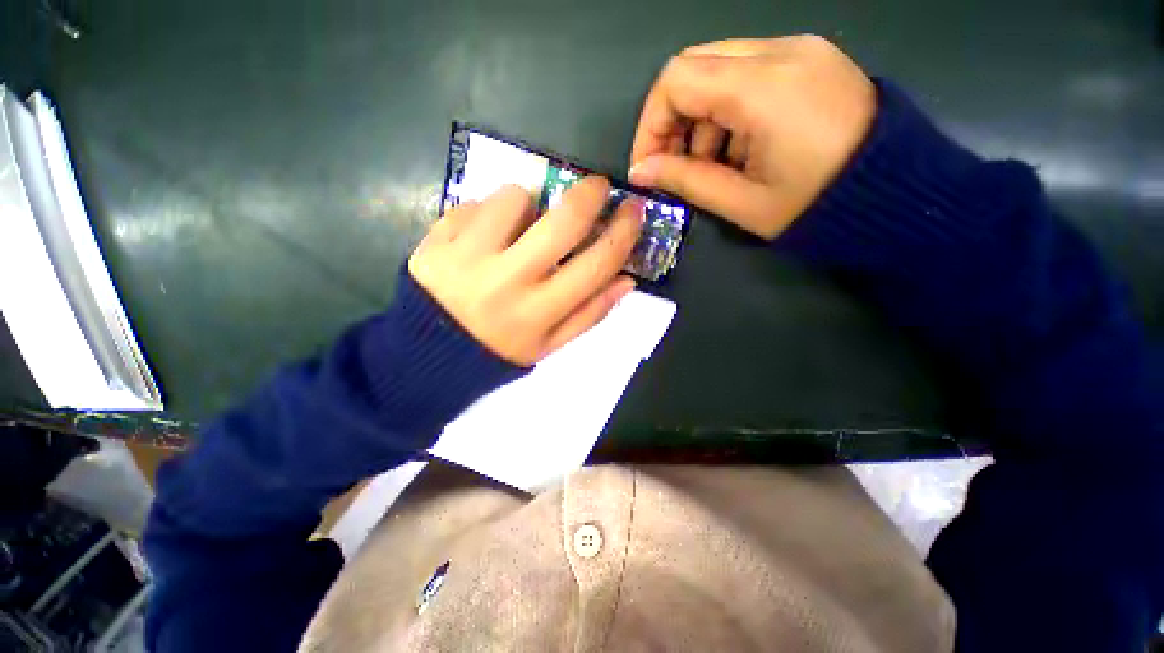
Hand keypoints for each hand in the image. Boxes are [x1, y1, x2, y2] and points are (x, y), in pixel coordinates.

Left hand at [408, 179, 642, 365]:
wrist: (429, 352)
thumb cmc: (499, 350)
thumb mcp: (549, 345)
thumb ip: (590, 314)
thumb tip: (627, 280)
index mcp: (539, 312)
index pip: (595, 263)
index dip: (623, 232)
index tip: (634, 210)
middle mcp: (509, 280)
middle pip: (563, 221)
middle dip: (589, 194)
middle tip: (596, 187)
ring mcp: (468, 256)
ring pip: (515, 198)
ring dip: (527, 203)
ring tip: (520, 225)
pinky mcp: (436, 240)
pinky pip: (475, 203)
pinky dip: (488, 211)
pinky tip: (484, 236)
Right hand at [629, 35, 875, 239]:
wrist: (896, 194)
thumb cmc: (815, 206)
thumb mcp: (741, 202)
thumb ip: (684, 180)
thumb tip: (641, 171)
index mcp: (762, 87)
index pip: (675, 80)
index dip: (650, 124)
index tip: (648, 164)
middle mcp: (780, 51)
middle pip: (694, 66)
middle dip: (673, 120)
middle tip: (677, 164)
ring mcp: (800, 50)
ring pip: (719, 68)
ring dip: (702, 117)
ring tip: (715, 163)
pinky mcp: (811, 59)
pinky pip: (748, 72)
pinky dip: (728, 109)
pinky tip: (742, 147)